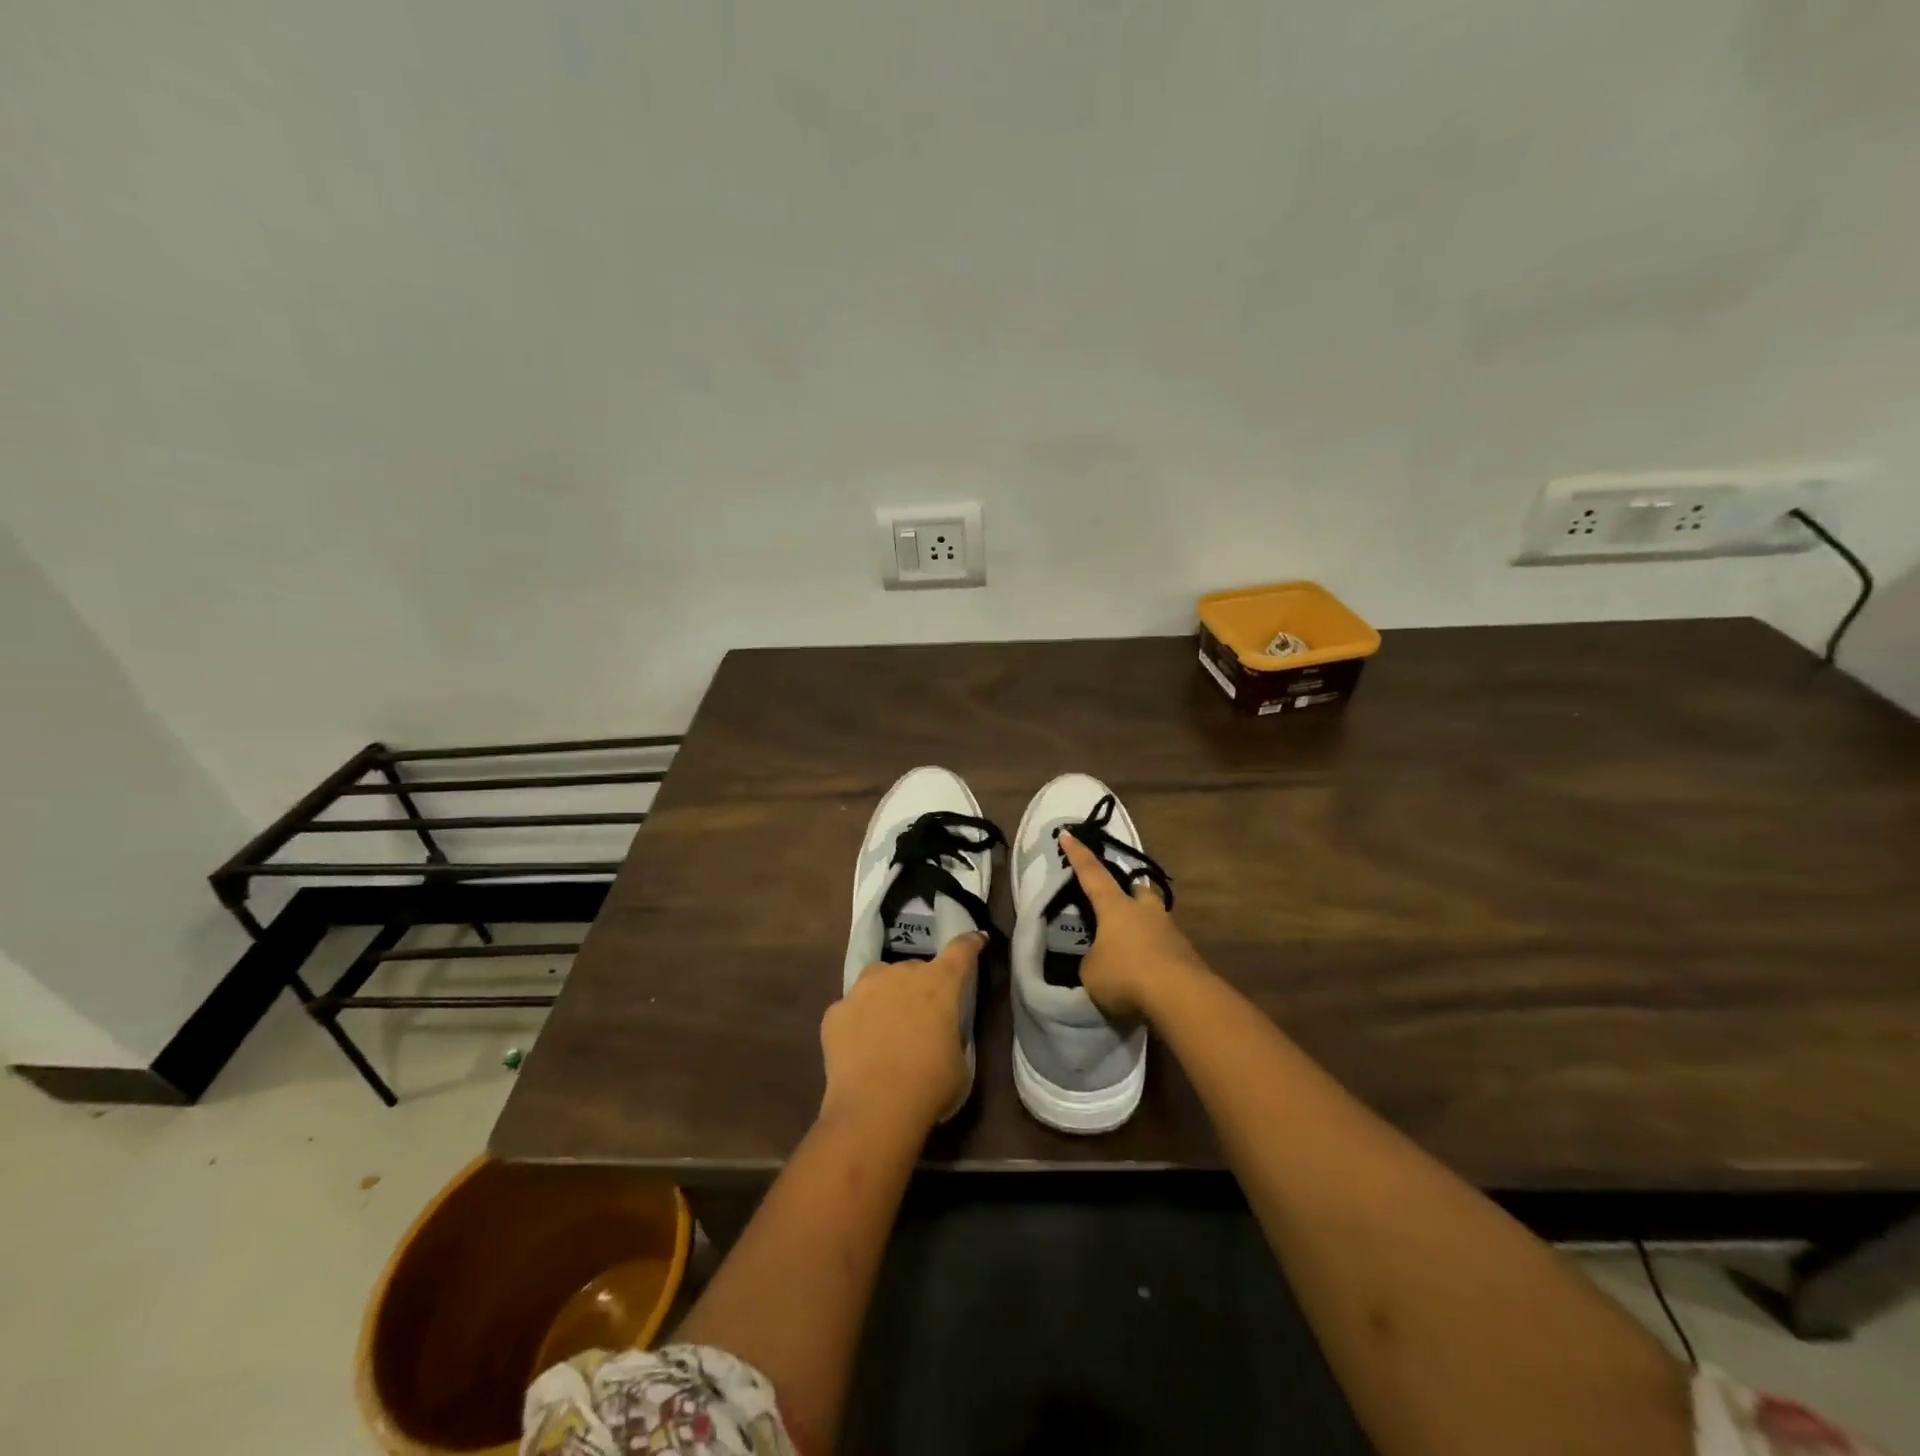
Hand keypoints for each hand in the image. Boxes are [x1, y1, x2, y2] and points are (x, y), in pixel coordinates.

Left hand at [820, 932, 983, 1132]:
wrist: (874, 1108)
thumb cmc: (929, 1085)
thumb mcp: (959, 1061)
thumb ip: (951, 1034)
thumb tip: (940, 1032)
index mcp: (939, 983)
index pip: (961, 951)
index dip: (970, 944)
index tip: (975, 940)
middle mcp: (900, 974)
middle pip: (915, 968)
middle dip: (920, 986)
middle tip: (920, 1017)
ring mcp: (863, 989)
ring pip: (879, 980)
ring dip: (886, 995)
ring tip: (886, 1027)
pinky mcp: (836, 1010)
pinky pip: (852, 1009)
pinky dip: (857, 1021)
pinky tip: (859, 1048)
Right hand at [1059, 831, 1208, 1018]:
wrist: (1180, 997)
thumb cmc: (1126, 975)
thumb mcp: (1091, 972)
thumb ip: (1092, 960)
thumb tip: (1101, 960)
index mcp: (1116, 906)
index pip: (1092, 873)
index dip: (1078, 855)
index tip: (1068, 834)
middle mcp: (1144, 910)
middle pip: (1136, 890)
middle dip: (1127, 892)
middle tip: (1116, 903)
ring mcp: (1170, 930)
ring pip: (1153, 917)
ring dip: (1142, 925)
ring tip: (1129, 946)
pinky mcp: (1186, 954)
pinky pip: (1165, 945)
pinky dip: (1153, 953)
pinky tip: (1146, 972)